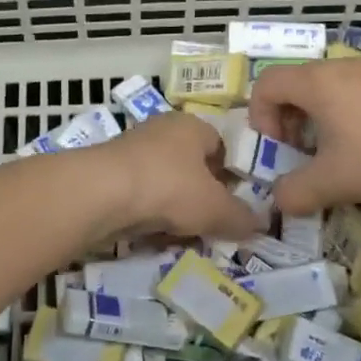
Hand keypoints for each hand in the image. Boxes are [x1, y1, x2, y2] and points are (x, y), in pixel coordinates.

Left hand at [88, 113, 261, 241]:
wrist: (100, 195)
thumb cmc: (169, 188)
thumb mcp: (216, 208)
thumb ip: (241, 217)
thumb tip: (259, 224)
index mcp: (192, 125)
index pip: (222, 146)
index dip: (232, 175)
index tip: (236, 204)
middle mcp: (162, 130)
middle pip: (192, 165)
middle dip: (202, 195)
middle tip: (212, 223)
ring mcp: (132, 151)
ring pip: (165, 183)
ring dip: (174, 208)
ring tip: (183, 234)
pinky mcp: (109, 174)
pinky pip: (140, 196)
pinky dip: (148, 214)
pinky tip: (153, 235)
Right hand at [249, 59, 360, 215]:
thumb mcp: (334, 182)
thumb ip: (296, 193)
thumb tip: (279, 200)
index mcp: (316, 83)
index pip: (266, 84)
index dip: (260, 116)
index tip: (278, 148)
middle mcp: (339, 67)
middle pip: (295, 85)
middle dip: (288, 121)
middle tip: (302, 154)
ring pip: (326, 89)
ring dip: (318, 120)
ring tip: (336, 154)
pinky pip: (354, 92)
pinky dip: (346, 115)